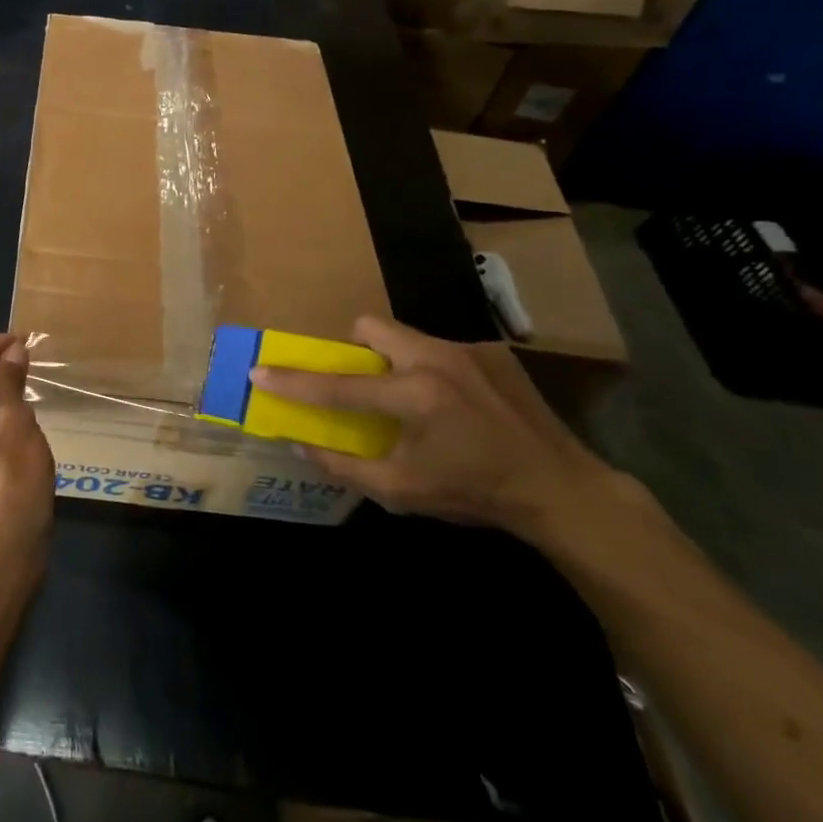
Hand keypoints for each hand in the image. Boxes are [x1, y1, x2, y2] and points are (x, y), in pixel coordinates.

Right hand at [250, 314, 619, 538]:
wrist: (562, 489)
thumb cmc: (476, 493)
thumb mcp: (403, 492)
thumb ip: (344, 466)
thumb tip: (298, 444)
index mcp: (415, 395)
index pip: (338, 384)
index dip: (293, 381)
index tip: (259, 371)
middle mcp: (437, 359)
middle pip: (370, 328)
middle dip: (352, 349)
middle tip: (360, 382)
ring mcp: (468, 350)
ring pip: (406, 336)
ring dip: (393, 361)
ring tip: (412, 400)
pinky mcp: (491, 352)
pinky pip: (441, 350)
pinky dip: (430, 370)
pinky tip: (454, 406)